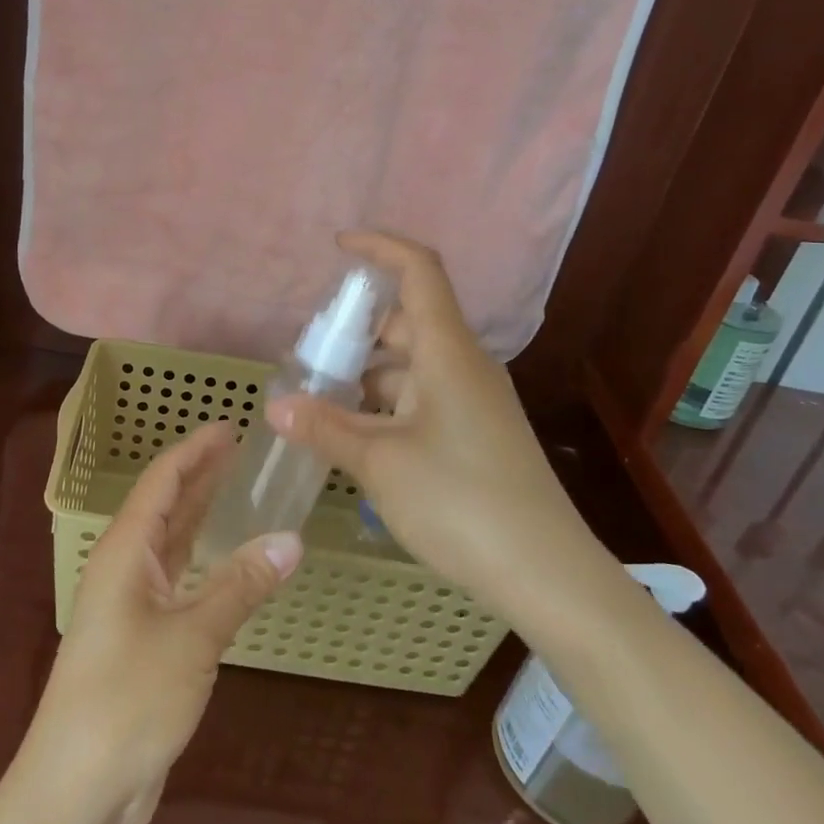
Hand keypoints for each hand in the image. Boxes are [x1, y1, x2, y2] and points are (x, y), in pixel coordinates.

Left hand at [20, 424, 301, 823]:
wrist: (78, 787)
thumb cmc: (128, 698)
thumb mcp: (193, 637)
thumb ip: (241, 585)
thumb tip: (292, 539)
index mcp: (126, 550)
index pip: (162, 480)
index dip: (195, 450)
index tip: (230, 425)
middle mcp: (125, 566)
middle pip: (166, 504)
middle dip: (200, 473)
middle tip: (242, 447)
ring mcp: (131, 602)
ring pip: (171, 541)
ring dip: (200, 512)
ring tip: (237, 486)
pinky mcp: (143, 636)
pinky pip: (177, 578)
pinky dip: (203, 559)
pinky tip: (228, 557)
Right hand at [269, 231, 624, 633]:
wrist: (547, 575)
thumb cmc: (461, 502)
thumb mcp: (380, 463)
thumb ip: (325, 428)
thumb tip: (276, 406)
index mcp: (447, 352)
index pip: (419, 271)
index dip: (379, 248)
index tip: (338, 247)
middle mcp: (462, 365)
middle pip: (405, 322)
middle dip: (354, 331)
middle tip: (307, 356)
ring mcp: (472, 402)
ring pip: (408, 367)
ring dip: (364, 376)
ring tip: (317, 403)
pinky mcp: (474, 434)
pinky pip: (419, 399)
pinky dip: (383, 406)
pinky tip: (353, 436)